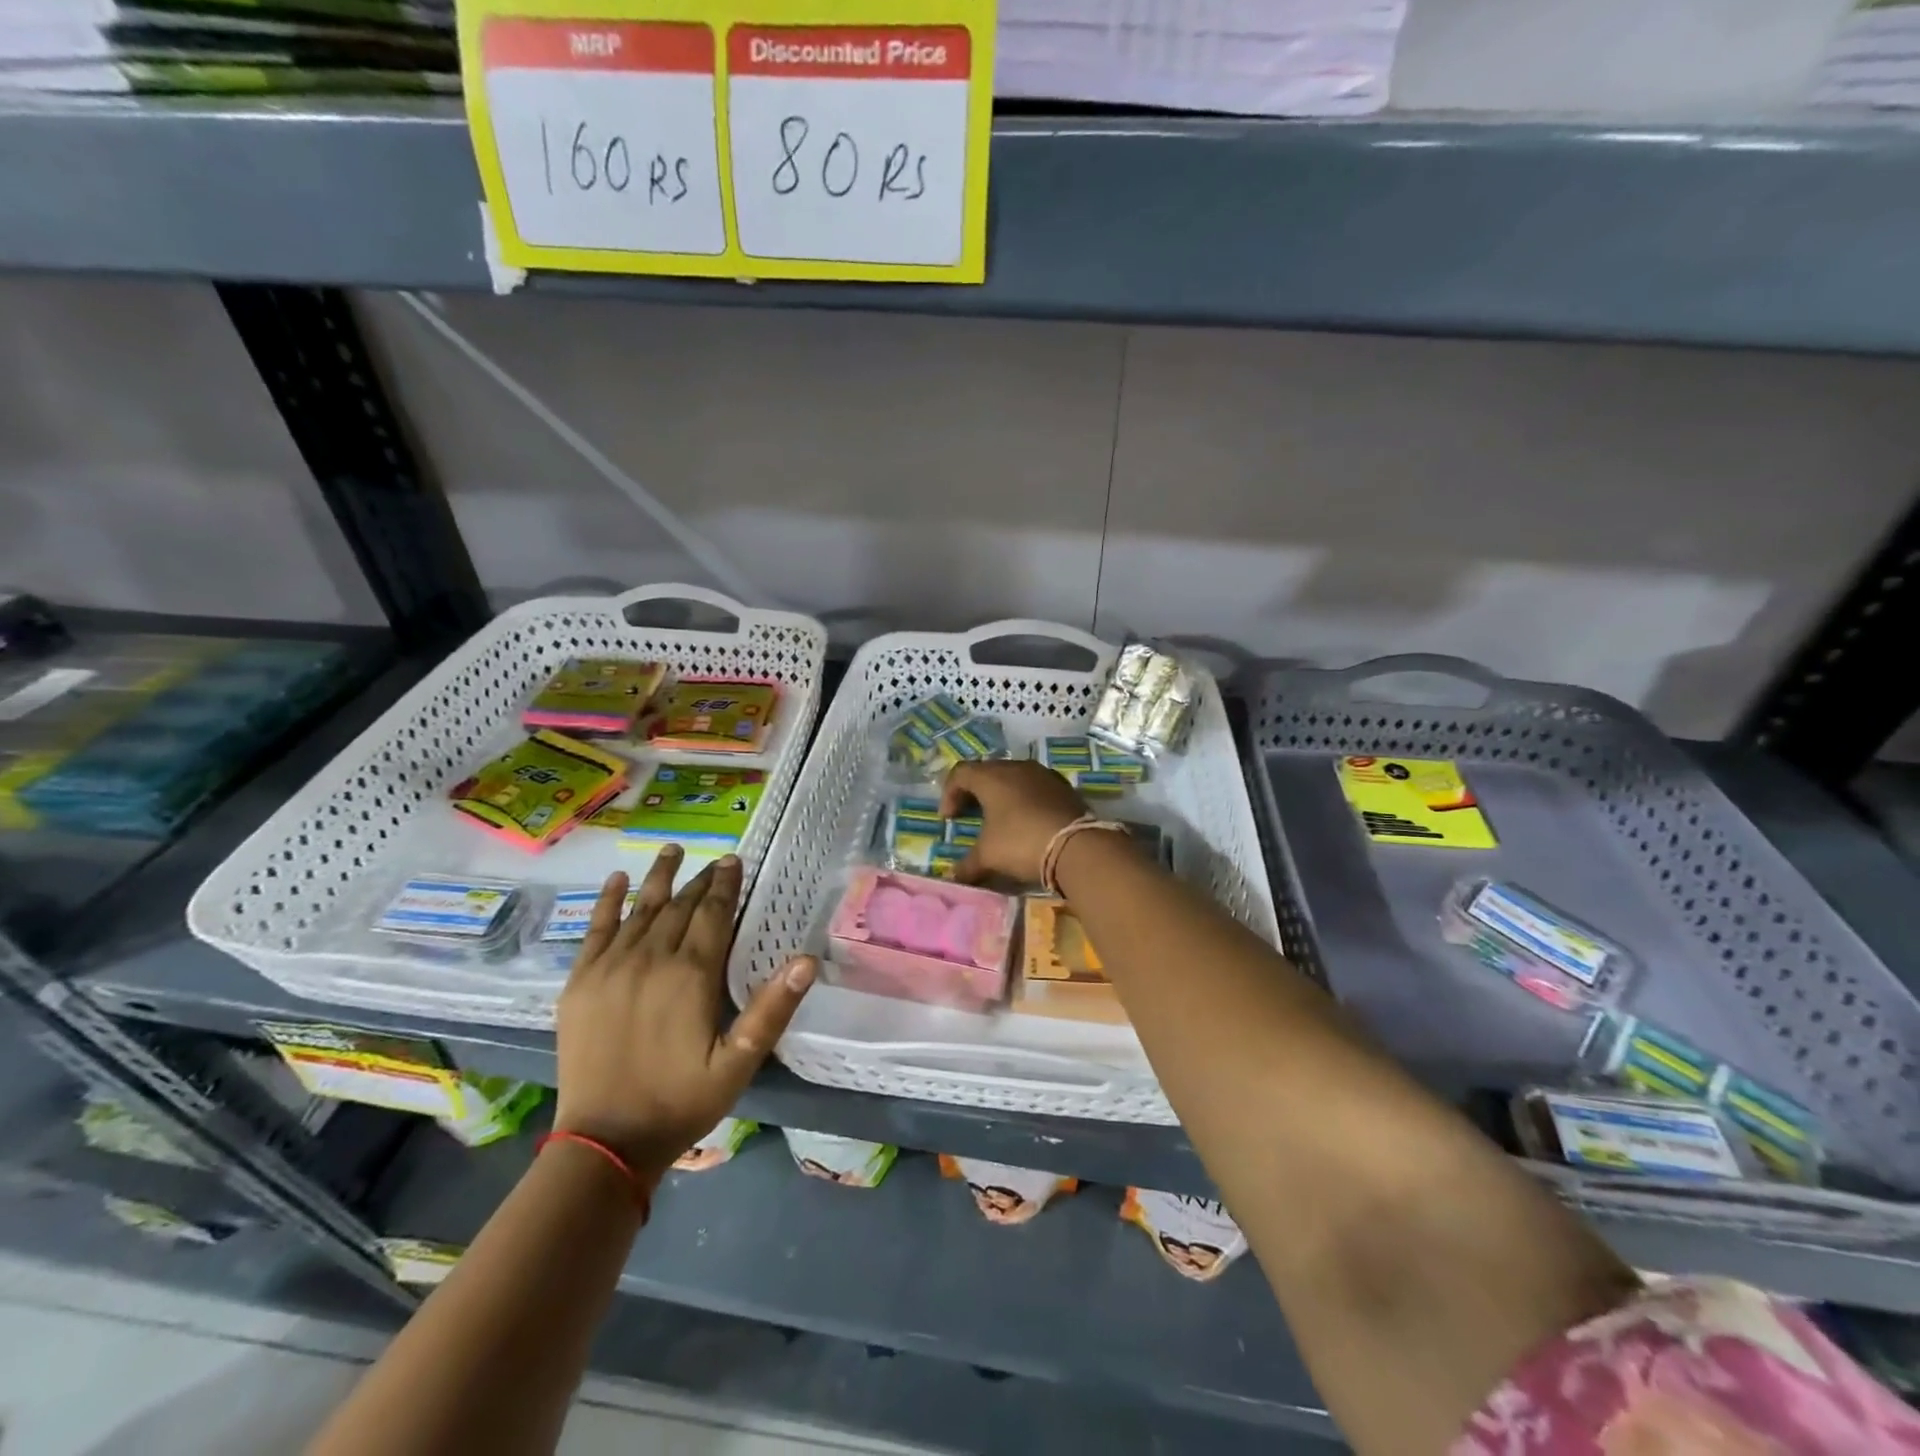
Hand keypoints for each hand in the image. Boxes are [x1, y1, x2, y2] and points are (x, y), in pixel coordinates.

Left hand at [552, 847, 815, 1177]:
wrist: (605, 1141)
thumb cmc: (681, 1100)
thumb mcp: (739, 1062)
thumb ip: (772, 1009)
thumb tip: (807, 960)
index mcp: (691, 974)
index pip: (714, 914)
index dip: (726, 885)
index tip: (735, 861)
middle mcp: (651, 958)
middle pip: (680, 906)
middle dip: (701, 880)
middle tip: (717, 860)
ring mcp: (610, 967)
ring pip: (641, 908)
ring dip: (660, 877)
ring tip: (672, 849)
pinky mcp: (581, 982)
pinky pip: (595, 929)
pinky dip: (607, 901)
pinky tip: (617, 880)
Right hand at [940, 759, 1088, 883]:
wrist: (1077, 846)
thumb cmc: (1022, 843)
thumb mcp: (989, 857)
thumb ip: (967, 865)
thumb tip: (952, 878)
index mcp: (992, 777)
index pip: (960, 773)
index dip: (949, 793)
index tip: (948, 819)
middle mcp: (1016, 767)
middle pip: (987, 771)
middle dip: (974, 791)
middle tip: (969, 813)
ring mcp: (1043, 774)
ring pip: (1013, 777)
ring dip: (1001, 794)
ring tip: (999, 817)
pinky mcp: (1063, 786)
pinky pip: (1035, 786)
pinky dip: (1024, 798)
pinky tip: (1027, 820)